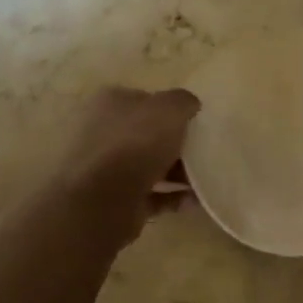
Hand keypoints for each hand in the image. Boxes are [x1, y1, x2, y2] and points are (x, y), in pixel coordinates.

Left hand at [55, 86, 199, 241]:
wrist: (99, 200)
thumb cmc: (134, 144)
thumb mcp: (168, 109)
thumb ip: (182, 102)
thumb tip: (188, 105)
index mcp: (110, 103)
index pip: (144, 100)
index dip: (171, 110)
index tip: (194, 124)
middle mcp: (102, 131)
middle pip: (146, 134)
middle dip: (175, 144)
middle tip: (201, 154)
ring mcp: (104, 168)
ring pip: (147, 165)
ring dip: (175, 172)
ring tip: (203, 181)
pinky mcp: (113, 199)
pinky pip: (149, 194)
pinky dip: (170, 197)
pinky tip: (192, 201)